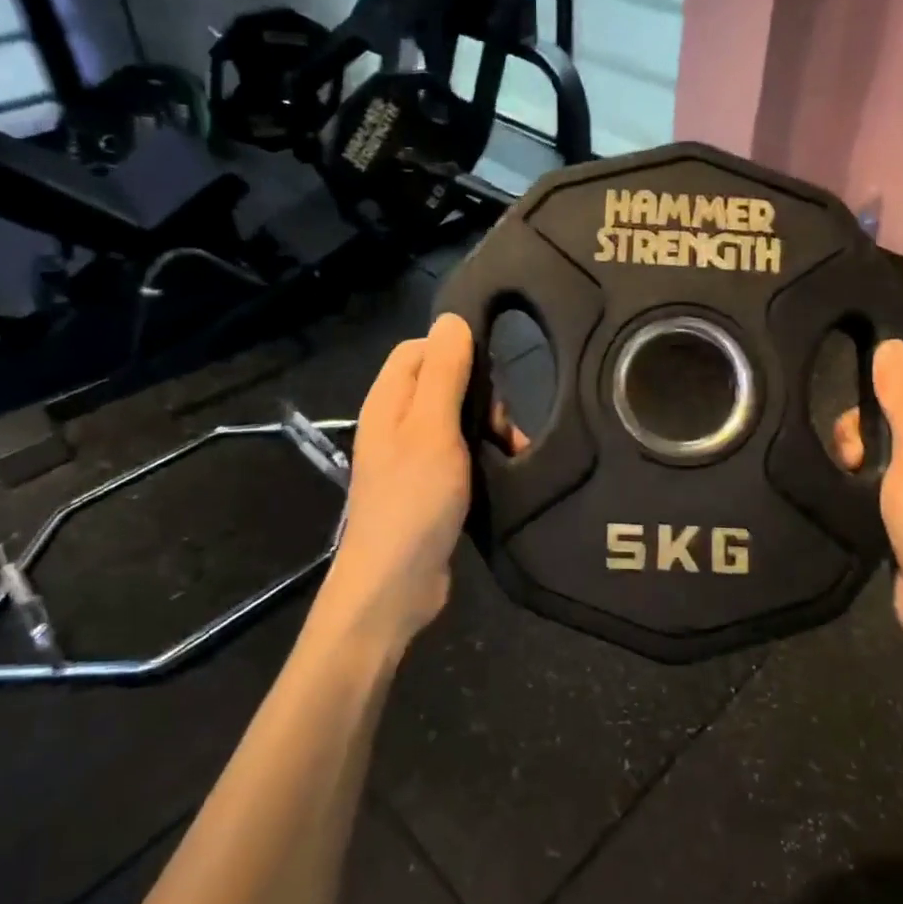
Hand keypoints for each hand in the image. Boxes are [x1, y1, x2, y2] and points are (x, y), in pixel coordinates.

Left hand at [319, 313, 475, 648]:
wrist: (396, 585)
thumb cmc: (414, 499)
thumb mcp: (433, 427)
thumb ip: (443, 372)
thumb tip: (451, 318)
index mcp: (388, 401)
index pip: (418, 349)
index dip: (454, 351)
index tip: (491, 373)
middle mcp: (395, 424)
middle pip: (441, 384)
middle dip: (480, 395)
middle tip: (503, 424)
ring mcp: (411, 458)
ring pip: (456, 421)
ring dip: (488, 429)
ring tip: (514, 450)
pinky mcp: (429, 487)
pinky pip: (460, 454)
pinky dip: (483, 456)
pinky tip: (506, 470)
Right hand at [836, 341, 902, 648]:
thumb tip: (892, 345)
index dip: (895, 381)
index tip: (858, 392)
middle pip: (902, 416)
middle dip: (868, 425)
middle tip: (852, 451)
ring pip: (886, 450)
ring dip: (860, 456)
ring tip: (848, 475)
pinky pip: (881, 482)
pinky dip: (861, 482)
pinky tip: (846, 491)